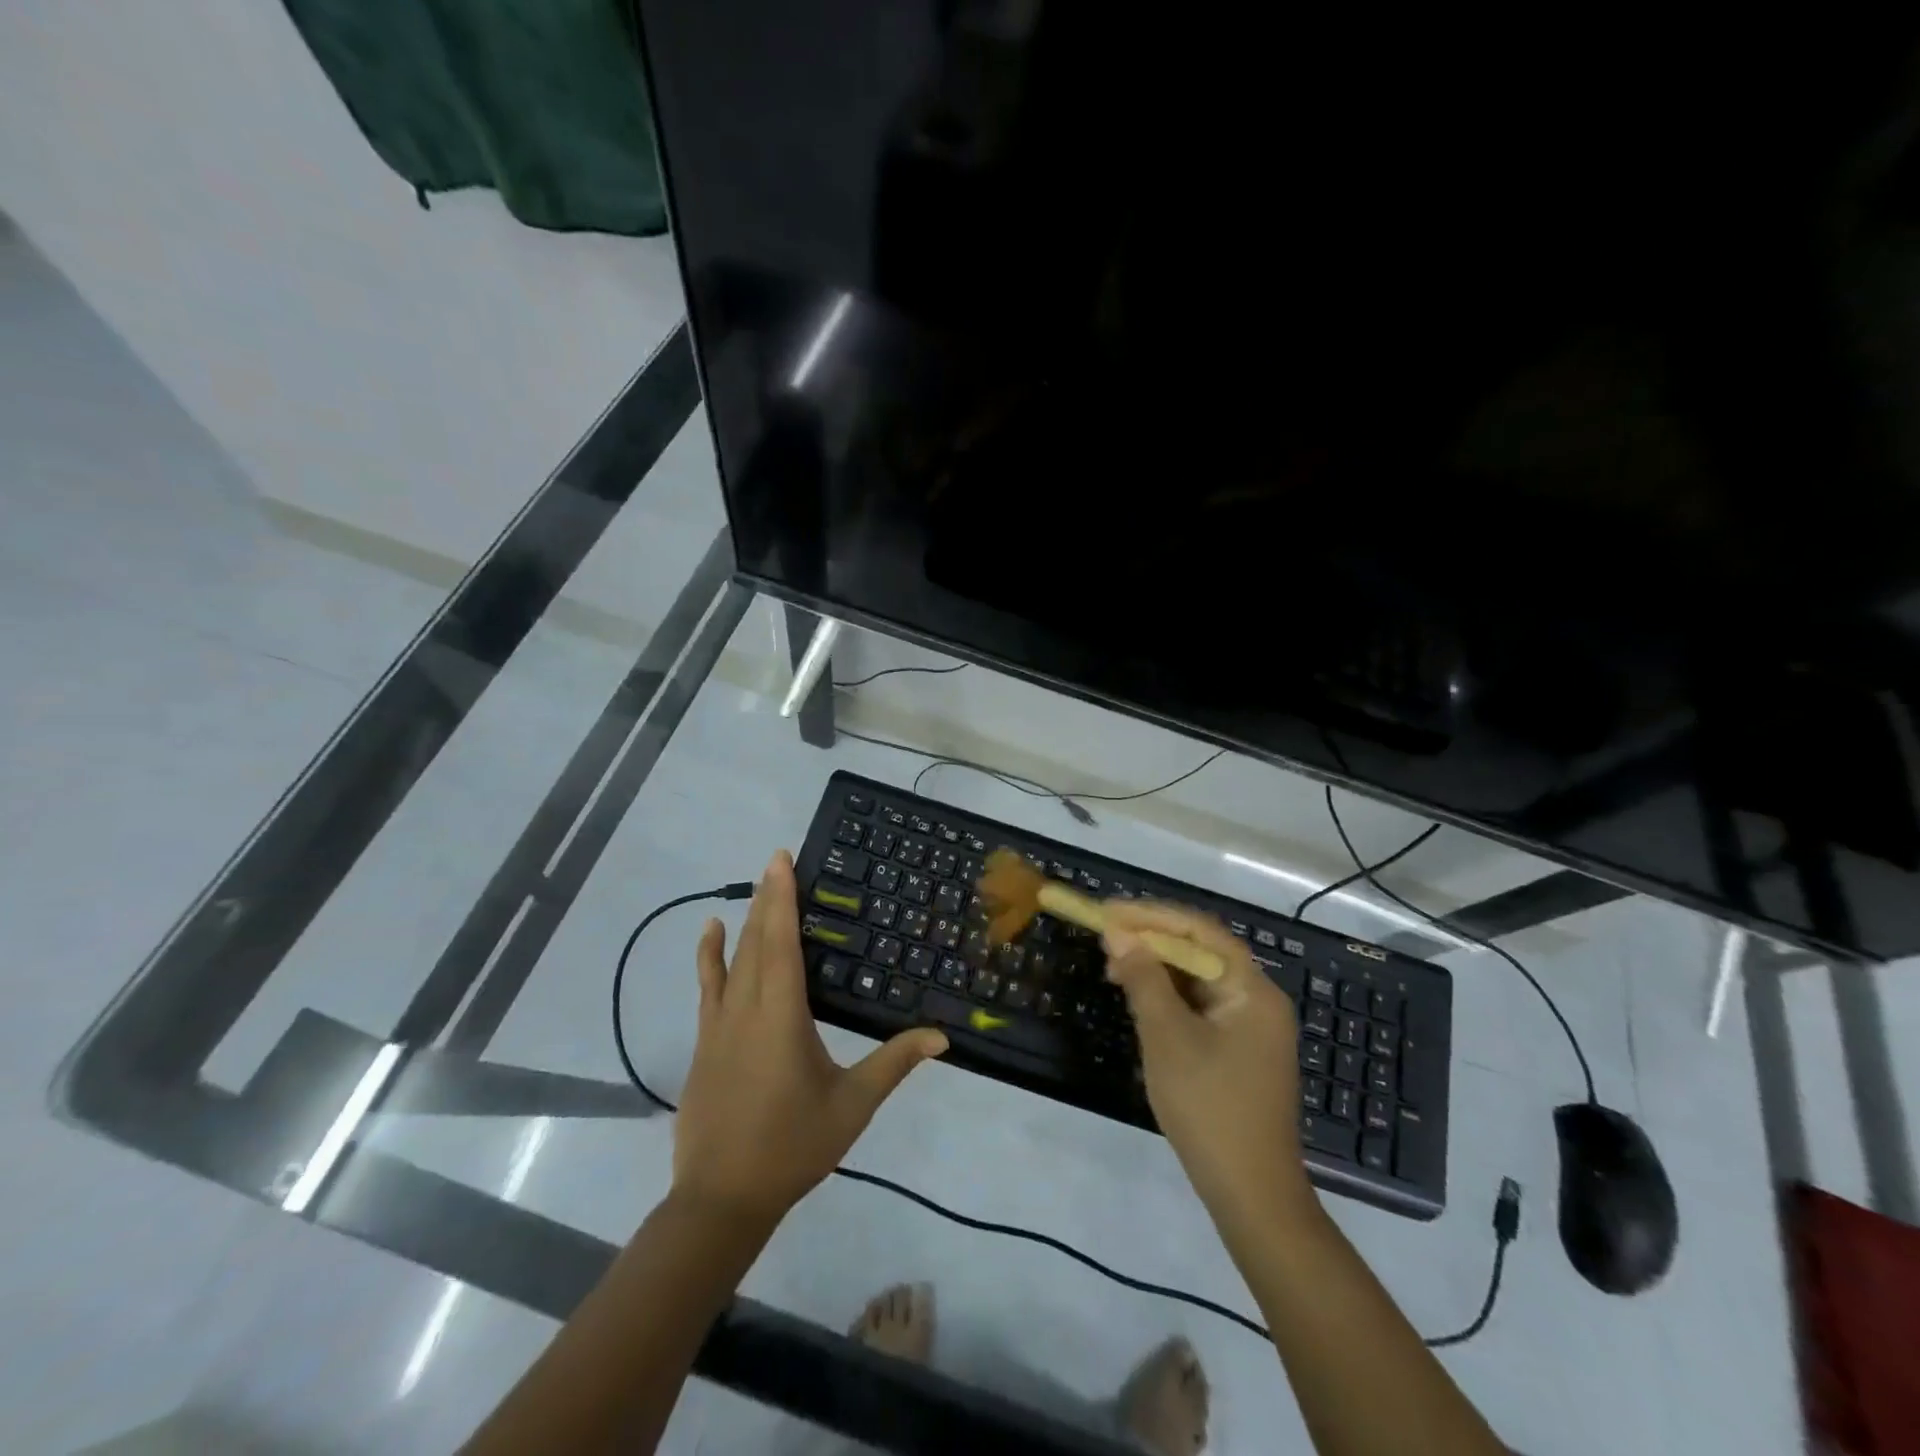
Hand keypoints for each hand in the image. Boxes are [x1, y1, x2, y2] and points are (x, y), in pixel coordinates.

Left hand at [673, 851, 947, 1226]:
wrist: (721, 1198)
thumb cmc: (792, 1146)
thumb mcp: (852, 1105)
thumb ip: (894, 1064)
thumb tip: (942, 1036)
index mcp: (781, 1016)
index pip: (780, 943)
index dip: (781, 898)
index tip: (781, 861)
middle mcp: (746, 1009)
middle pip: (756, 941)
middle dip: (766, 897)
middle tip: (776, 860)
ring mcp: (719, 1025)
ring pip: (732, 959)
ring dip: (744, 920)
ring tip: (755, 887)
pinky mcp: (705, 1042)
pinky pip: (708, 986)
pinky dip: (709, 955)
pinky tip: (710, 934)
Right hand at [1102, 901, 1310, 1226]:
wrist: (1252, 1195)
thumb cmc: (1209, 1108)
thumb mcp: (1167, 1038)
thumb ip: (1144, 980)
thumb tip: (1119, 935)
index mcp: (1251, 989)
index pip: (1199, 931)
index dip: (1151, 916)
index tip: (1108, 912)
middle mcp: (1258, 999)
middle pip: (1200, 952)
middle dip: (1151, 941)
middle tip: (1105, 940)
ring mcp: (1251, 1026)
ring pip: (1198, 979)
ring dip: (1157, 969)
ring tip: (1113, 969)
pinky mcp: (1240, 1050)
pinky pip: (1201, 1006)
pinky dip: (1169, 997)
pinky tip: (1139, 1001)